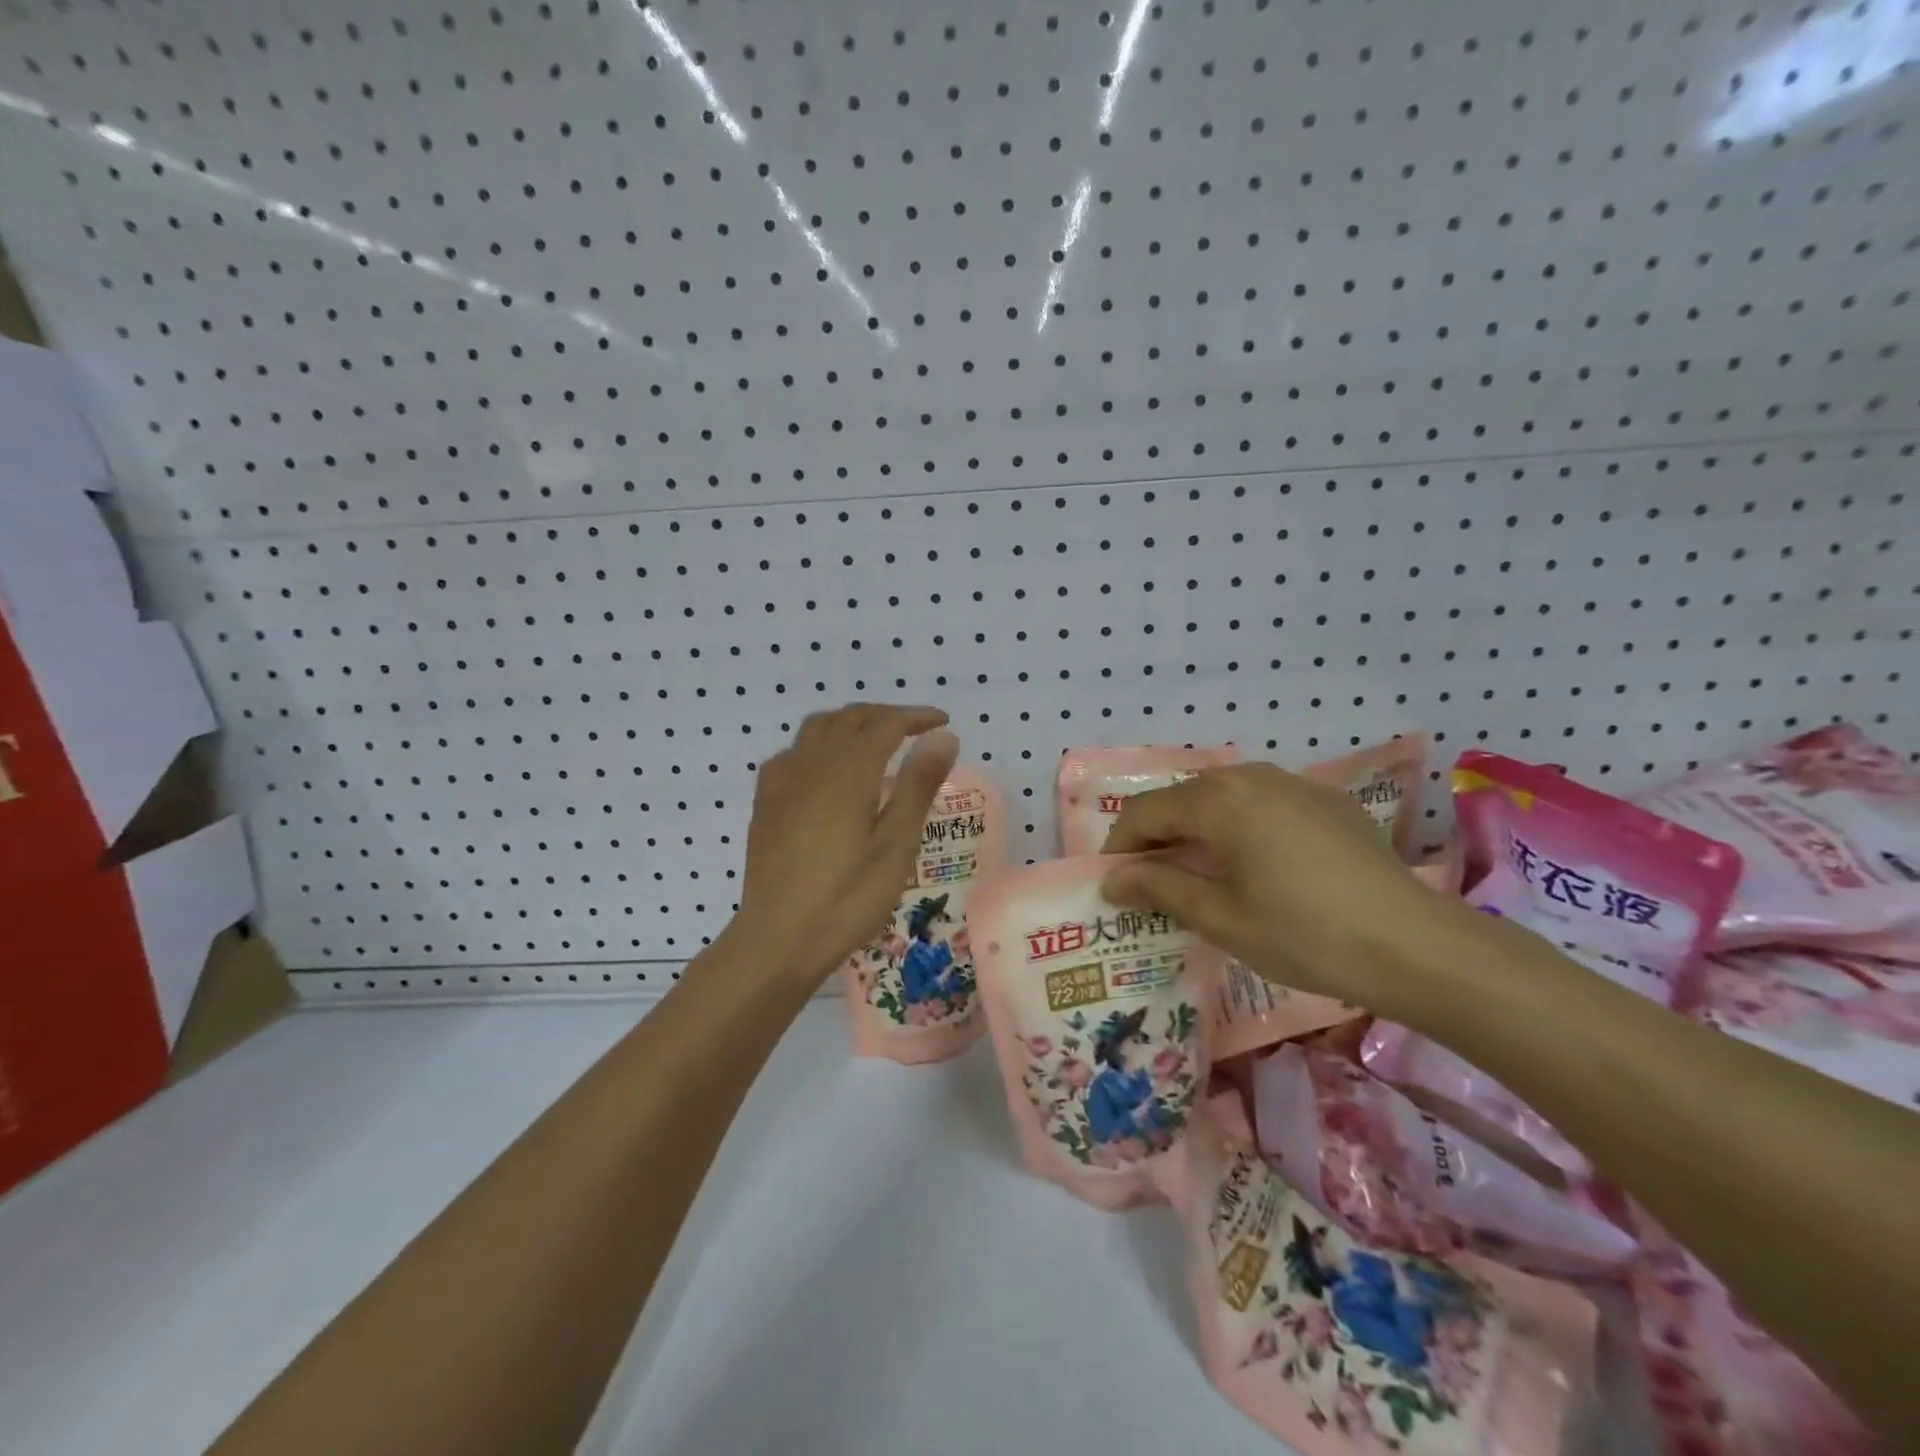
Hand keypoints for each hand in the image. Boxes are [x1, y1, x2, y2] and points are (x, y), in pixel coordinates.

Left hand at [732, 703, 958, 986]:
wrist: (777, 938)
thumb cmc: (847, 898)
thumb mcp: (896, 846)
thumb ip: (918, 785)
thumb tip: (943, 737)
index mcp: (848, 771)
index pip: (885, 723)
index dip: (916, 716)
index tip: (942, 721)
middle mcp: (811, 762)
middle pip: (850, 717)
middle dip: (885, 716)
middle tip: (916, 731)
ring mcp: (782, 779)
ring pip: (819, 727)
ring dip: (852, 723)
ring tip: (876, 743)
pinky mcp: (765, 800)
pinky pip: (796, 750)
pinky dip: (822, 744)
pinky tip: (829, 772)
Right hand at [1099, 762, 1453, 1014]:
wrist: (1415, 945)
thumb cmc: (1304, 934)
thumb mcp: (1221, 917)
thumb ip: (1159, 889)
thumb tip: (1113, 879)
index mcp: (1218, 800)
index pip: (1145, 813)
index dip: (1120, 847)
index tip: (1113, 884)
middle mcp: (1251, 776)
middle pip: (1183, 800)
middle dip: (1158, 838)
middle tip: (1151, 885)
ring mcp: (1294, 784)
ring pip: (1223, 799)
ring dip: (1198, 831)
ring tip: (1198, 875)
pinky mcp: (1327, 801)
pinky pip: (1263, 804)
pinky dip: (1240, 828)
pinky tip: (1257, 867)